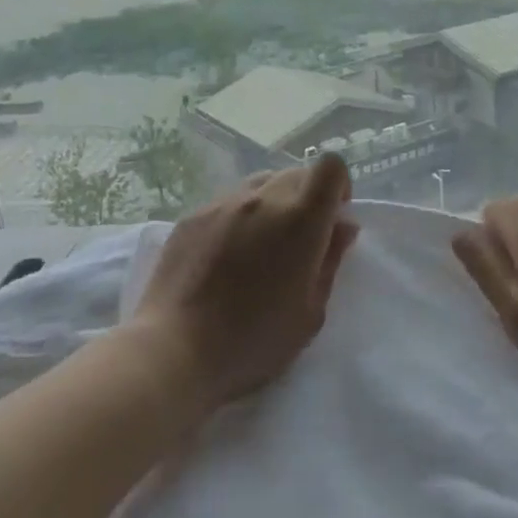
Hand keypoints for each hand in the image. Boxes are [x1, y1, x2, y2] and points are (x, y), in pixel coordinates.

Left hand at [132, 154, 358, 411]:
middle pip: (296, 173)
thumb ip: (330, 261)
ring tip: (260, 247)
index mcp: (300, 219)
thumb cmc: (253, 342)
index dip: (338, 185)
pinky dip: (238, 218)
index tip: (332, 218)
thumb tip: (343, 226)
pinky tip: (225, 257)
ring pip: (260, 184)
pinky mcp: (193, 215)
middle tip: (298, 242)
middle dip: (307, 198)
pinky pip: (228, 202)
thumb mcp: (310, 313)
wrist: (174, 351)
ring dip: (272, 204)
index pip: (330, 166)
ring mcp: (223, 203)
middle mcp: (263, 198)